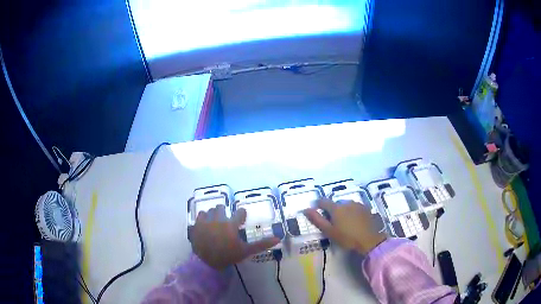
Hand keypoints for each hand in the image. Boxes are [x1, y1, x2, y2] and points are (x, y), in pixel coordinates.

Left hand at [190, 205, 279, 269]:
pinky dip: (203, 218)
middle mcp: (218, 219)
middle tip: (226, 222)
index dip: (241, 214)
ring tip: (215, 223)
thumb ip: (261, 244)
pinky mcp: (196, 225)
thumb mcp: (246, 251)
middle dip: (224, 212)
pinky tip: (205, 225)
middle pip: (221, 207)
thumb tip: (278, 238)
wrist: (207, 262)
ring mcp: (205, 221)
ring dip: (213, 214)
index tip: (242, 217)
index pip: (239, 212)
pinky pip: (200, 216)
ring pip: (209, 210)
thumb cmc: (228, 256)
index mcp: (231, 224)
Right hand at [304, 198, 386, 254]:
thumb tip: (306, 209)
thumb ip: (317, 219)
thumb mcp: (329, 231)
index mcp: (336, 207)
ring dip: (343, 211)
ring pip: (346, 205)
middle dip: (332, 210)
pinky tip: (354, 222)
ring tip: (345, 223)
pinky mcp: (366, 208)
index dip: (318, 205)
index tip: (317, 212)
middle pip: (335, 204)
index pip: (323, 201)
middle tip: (333, 223)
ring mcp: (357, 204)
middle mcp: (346, 202)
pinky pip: (355, 208)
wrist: (369, 240)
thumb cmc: (347, 237)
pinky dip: (352, 212)